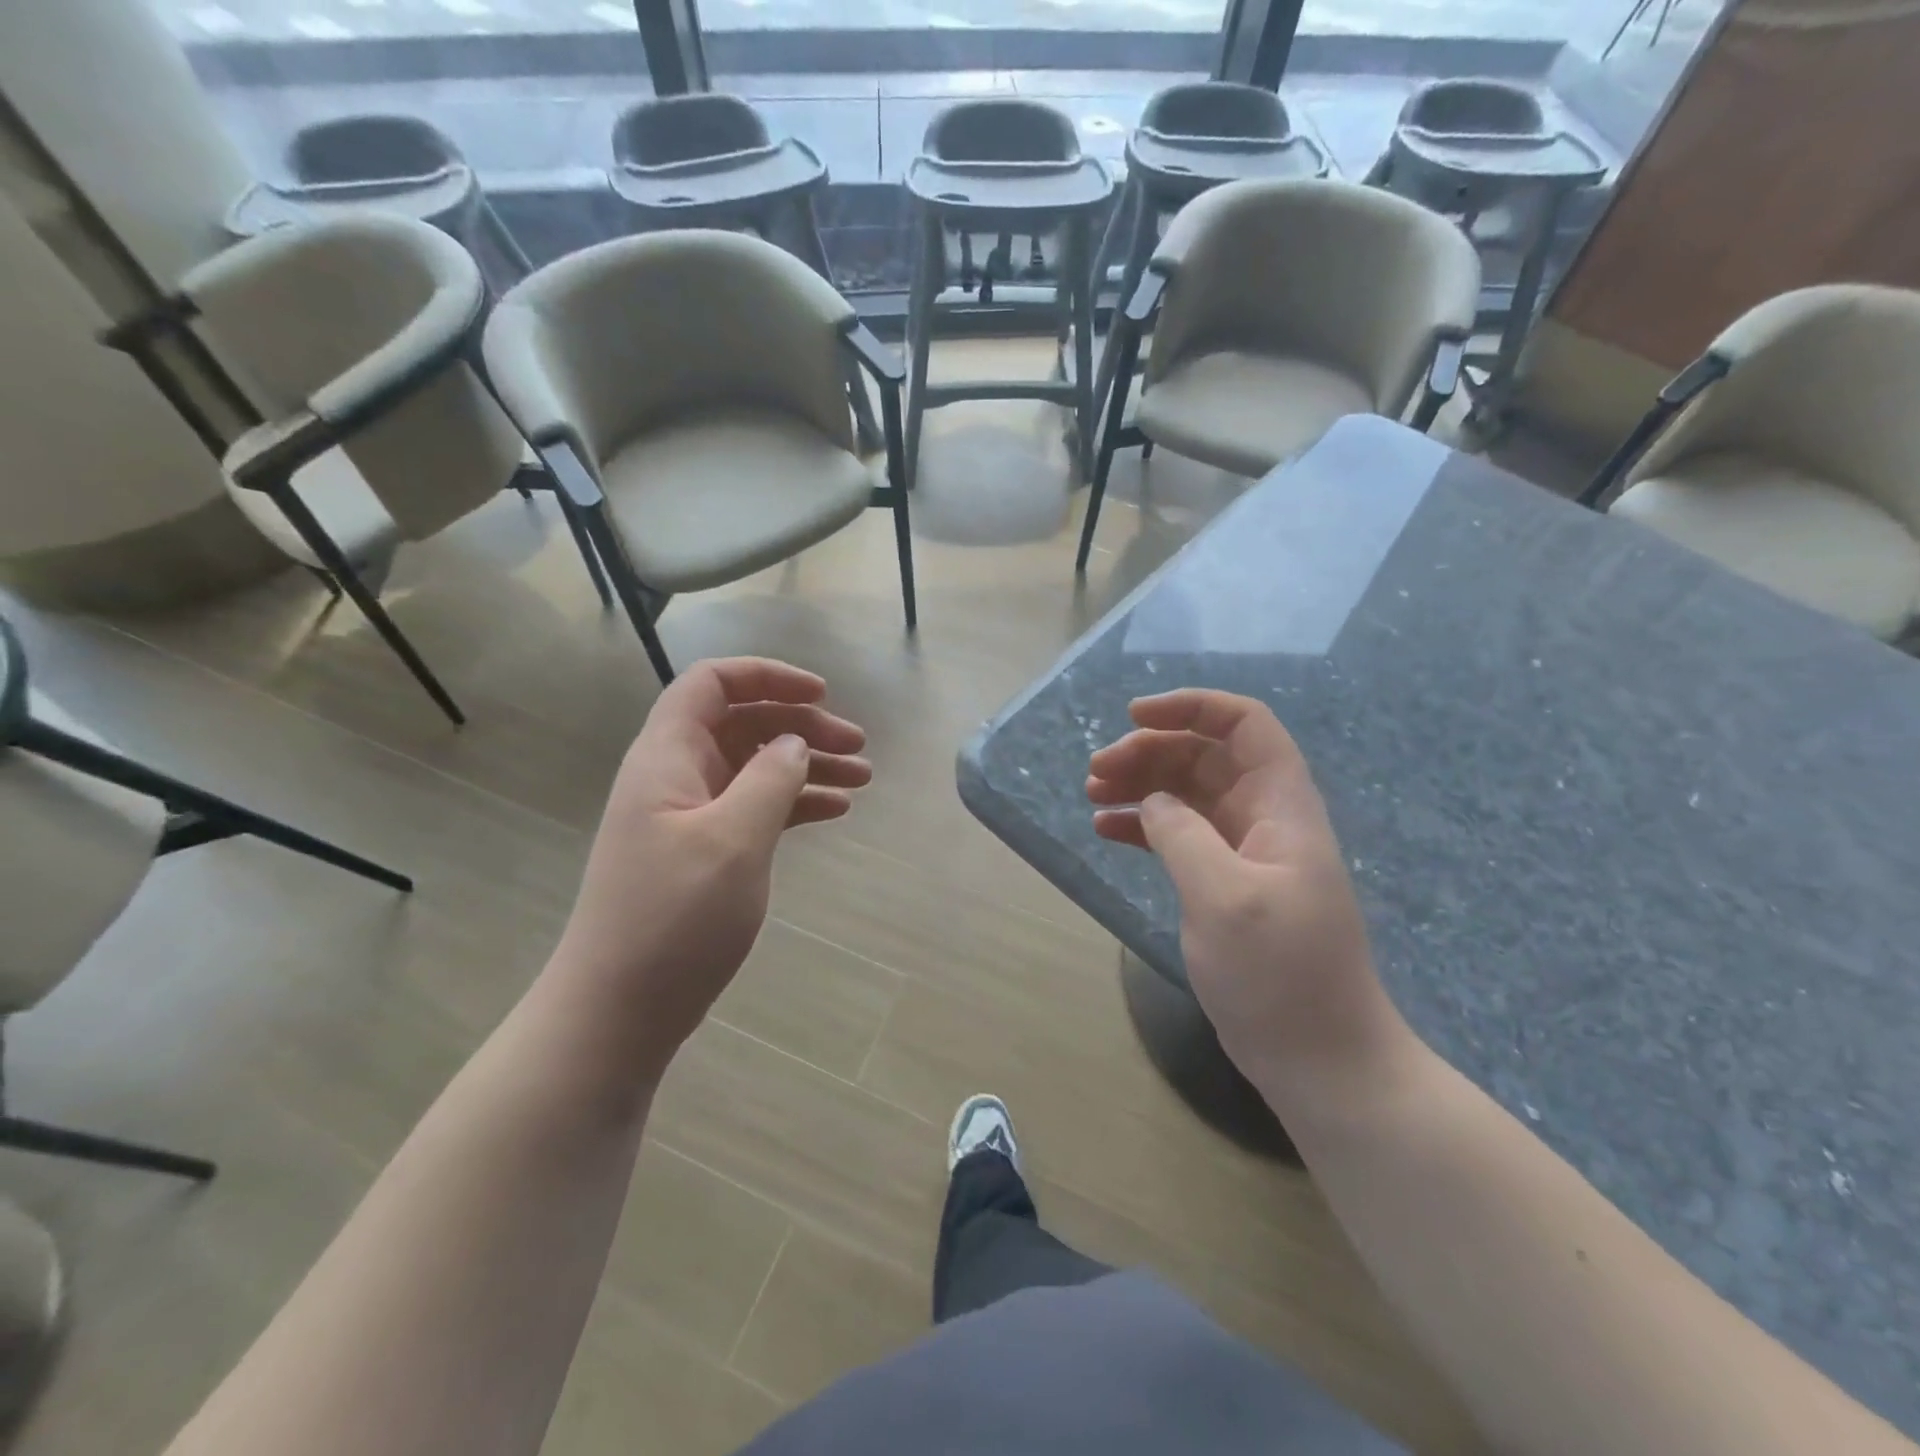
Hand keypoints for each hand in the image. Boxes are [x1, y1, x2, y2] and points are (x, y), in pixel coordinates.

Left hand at [554, 658, 870, 1070]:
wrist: (619, 1009)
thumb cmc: (673, 918)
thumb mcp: (732, 841)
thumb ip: (769, 779)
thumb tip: (793, 742)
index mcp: (668, 757)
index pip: (712, 683)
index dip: (767, 676)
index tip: (822, 694)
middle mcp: (676, 775)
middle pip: (743, 723)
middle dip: (802, 726)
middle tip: (858, 746)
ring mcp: (689, 815)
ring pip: (755, 767)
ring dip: (807, 765)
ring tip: (861, 779)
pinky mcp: (703, 852)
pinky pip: (755, 807)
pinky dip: (794, 802)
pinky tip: (834, 811)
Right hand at [1087, 690, 1407, 1099]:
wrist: (1319, 1056)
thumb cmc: (1280, 974)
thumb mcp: (1224, 897)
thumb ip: (1182, 835)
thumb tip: (1152, 801)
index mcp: (1280, 806)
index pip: (1244, 725)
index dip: (1192, 707)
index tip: (1134, 716)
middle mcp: (1263, 817)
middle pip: (1204, 755)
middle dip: (1149, 750)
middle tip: (1096, 771)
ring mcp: (1243, 852)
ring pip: (1186, 793)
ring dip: (1140, 784)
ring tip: (1092, 794)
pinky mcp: (1224, 884)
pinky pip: (1179, 835)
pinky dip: (1143, 825)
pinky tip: (1106, 830)